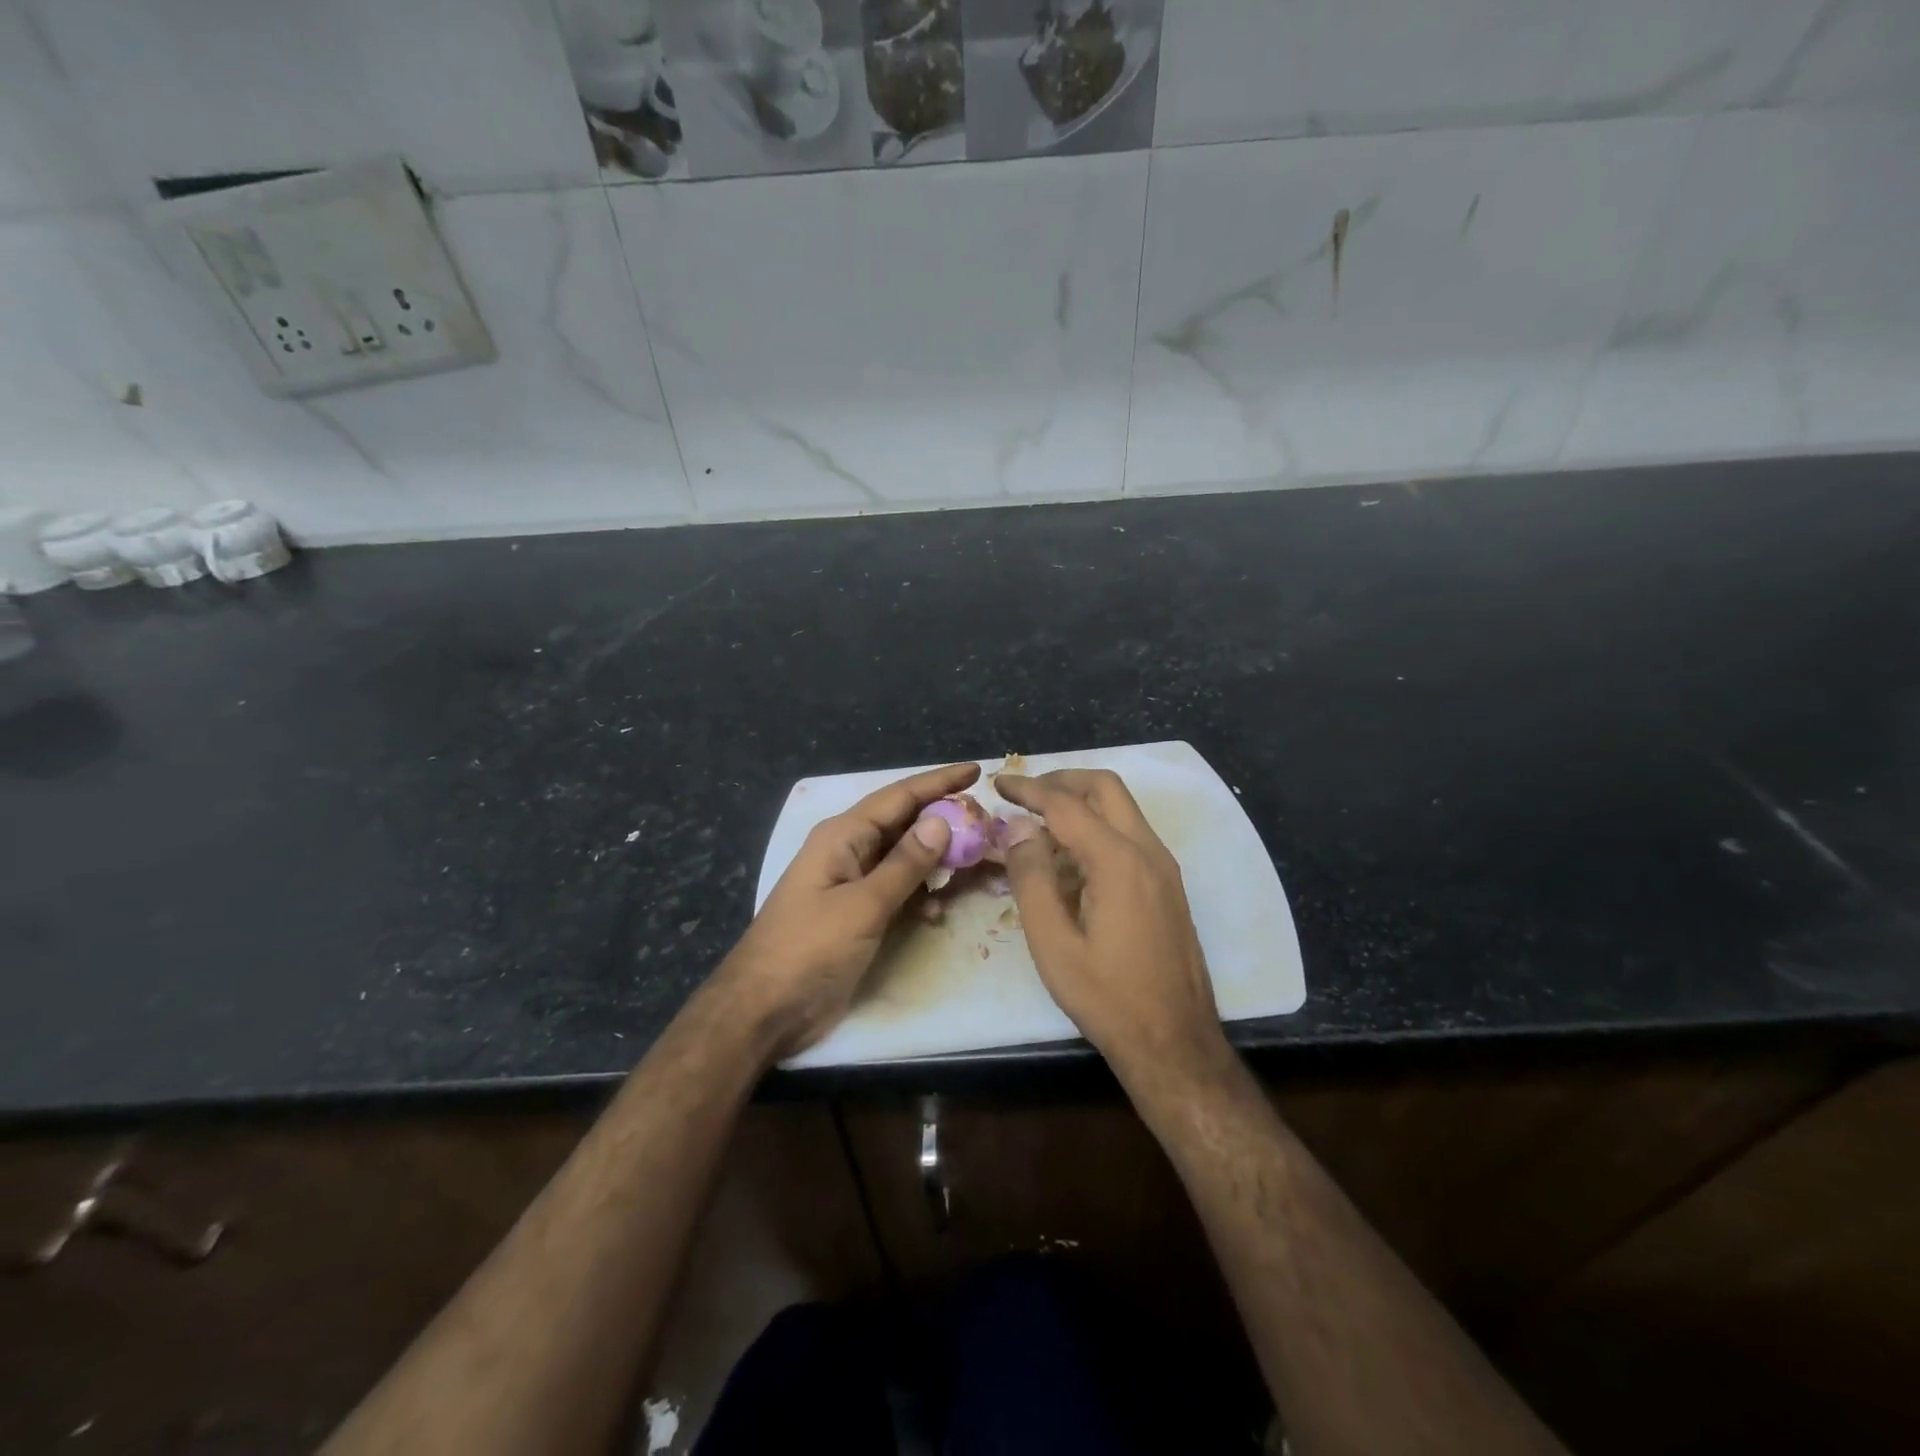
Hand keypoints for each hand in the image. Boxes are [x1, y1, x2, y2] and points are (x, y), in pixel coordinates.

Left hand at [719, 762, 978, 1058]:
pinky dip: (920, 895)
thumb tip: (941, 820)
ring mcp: (851, 883)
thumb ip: (905, 864)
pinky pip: (897, 890)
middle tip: (988, 824)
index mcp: (843, 836)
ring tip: (976, 861)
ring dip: (937, 860)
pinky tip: (940, 910)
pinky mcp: (856, 913)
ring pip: (904, 858)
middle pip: (904, 823)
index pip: (899, 796)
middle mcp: (848, 851)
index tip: (977, 772)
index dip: (939, 782)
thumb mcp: (862, 906)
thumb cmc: (809, 950)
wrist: (764, 1008)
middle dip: (945, 821)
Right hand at [998, 769, 1231, 1084]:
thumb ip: (1032, 878)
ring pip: (1122, 808)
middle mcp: (1148, 851)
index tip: (998, 782)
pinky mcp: (1168, 885)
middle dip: (1061, 780)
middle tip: (1023, 795)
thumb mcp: (1053, 943)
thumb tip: (1019, 828)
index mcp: (1118, 860)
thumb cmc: (1107, 997)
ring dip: (1081, 802)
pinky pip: (1130, 834)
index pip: (1066, 804)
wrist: (1175, 1042)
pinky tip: (1071, 857)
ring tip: (1040, 824)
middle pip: (1105, 788)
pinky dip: (1098, 826)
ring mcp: (1164, 867)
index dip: (1028, 789)